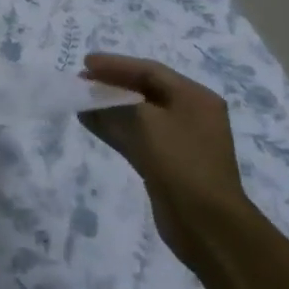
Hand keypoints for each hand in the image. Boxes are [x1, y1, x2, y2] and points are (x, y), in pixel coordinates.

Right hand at [78, 52, 251, 270]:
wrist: (207, 225)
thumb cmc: (180, 162)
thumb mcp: (145, 123)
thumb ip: (115, 104)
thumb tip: (90, 97)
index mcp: (195, 97)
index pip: (150, 71)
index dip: (115, 64)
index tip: (85, 63)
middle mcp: (191, 114)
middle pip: (145, 90)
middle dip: (111, 84)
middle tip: (82, 80)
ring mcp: (181, 140)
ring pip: (139, 114)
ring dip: (110, 106)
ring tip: (81, 100)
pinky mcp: (168, 163)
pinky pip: (138, 136)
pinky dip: (115, 128)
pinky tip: (91, 122)